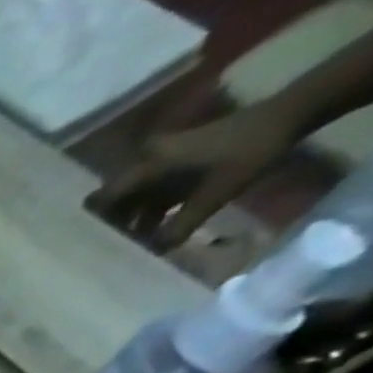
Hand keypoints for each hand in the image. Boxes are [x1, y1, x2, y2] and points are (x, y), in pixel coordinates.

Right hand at [86, 100, 303, 251]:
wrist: (289, 115)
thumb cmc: (247, 155)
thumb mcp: (212, 198)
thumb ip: (176, 230)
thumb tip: (149, 256)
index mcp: (148, 167)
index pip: (101, 200)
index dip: (90, 224)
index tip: (83, 248)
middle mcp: (146, 162)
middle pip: (113, 201)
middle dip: (108, 227)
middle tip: (105, 253)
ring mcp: (161, 162)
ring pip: (130, 199)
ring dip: (129, 222)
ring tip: (128, 248)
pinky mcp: (174, 164)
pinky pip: (149, 193)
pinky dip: (147, 212)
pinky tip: (151, 232)